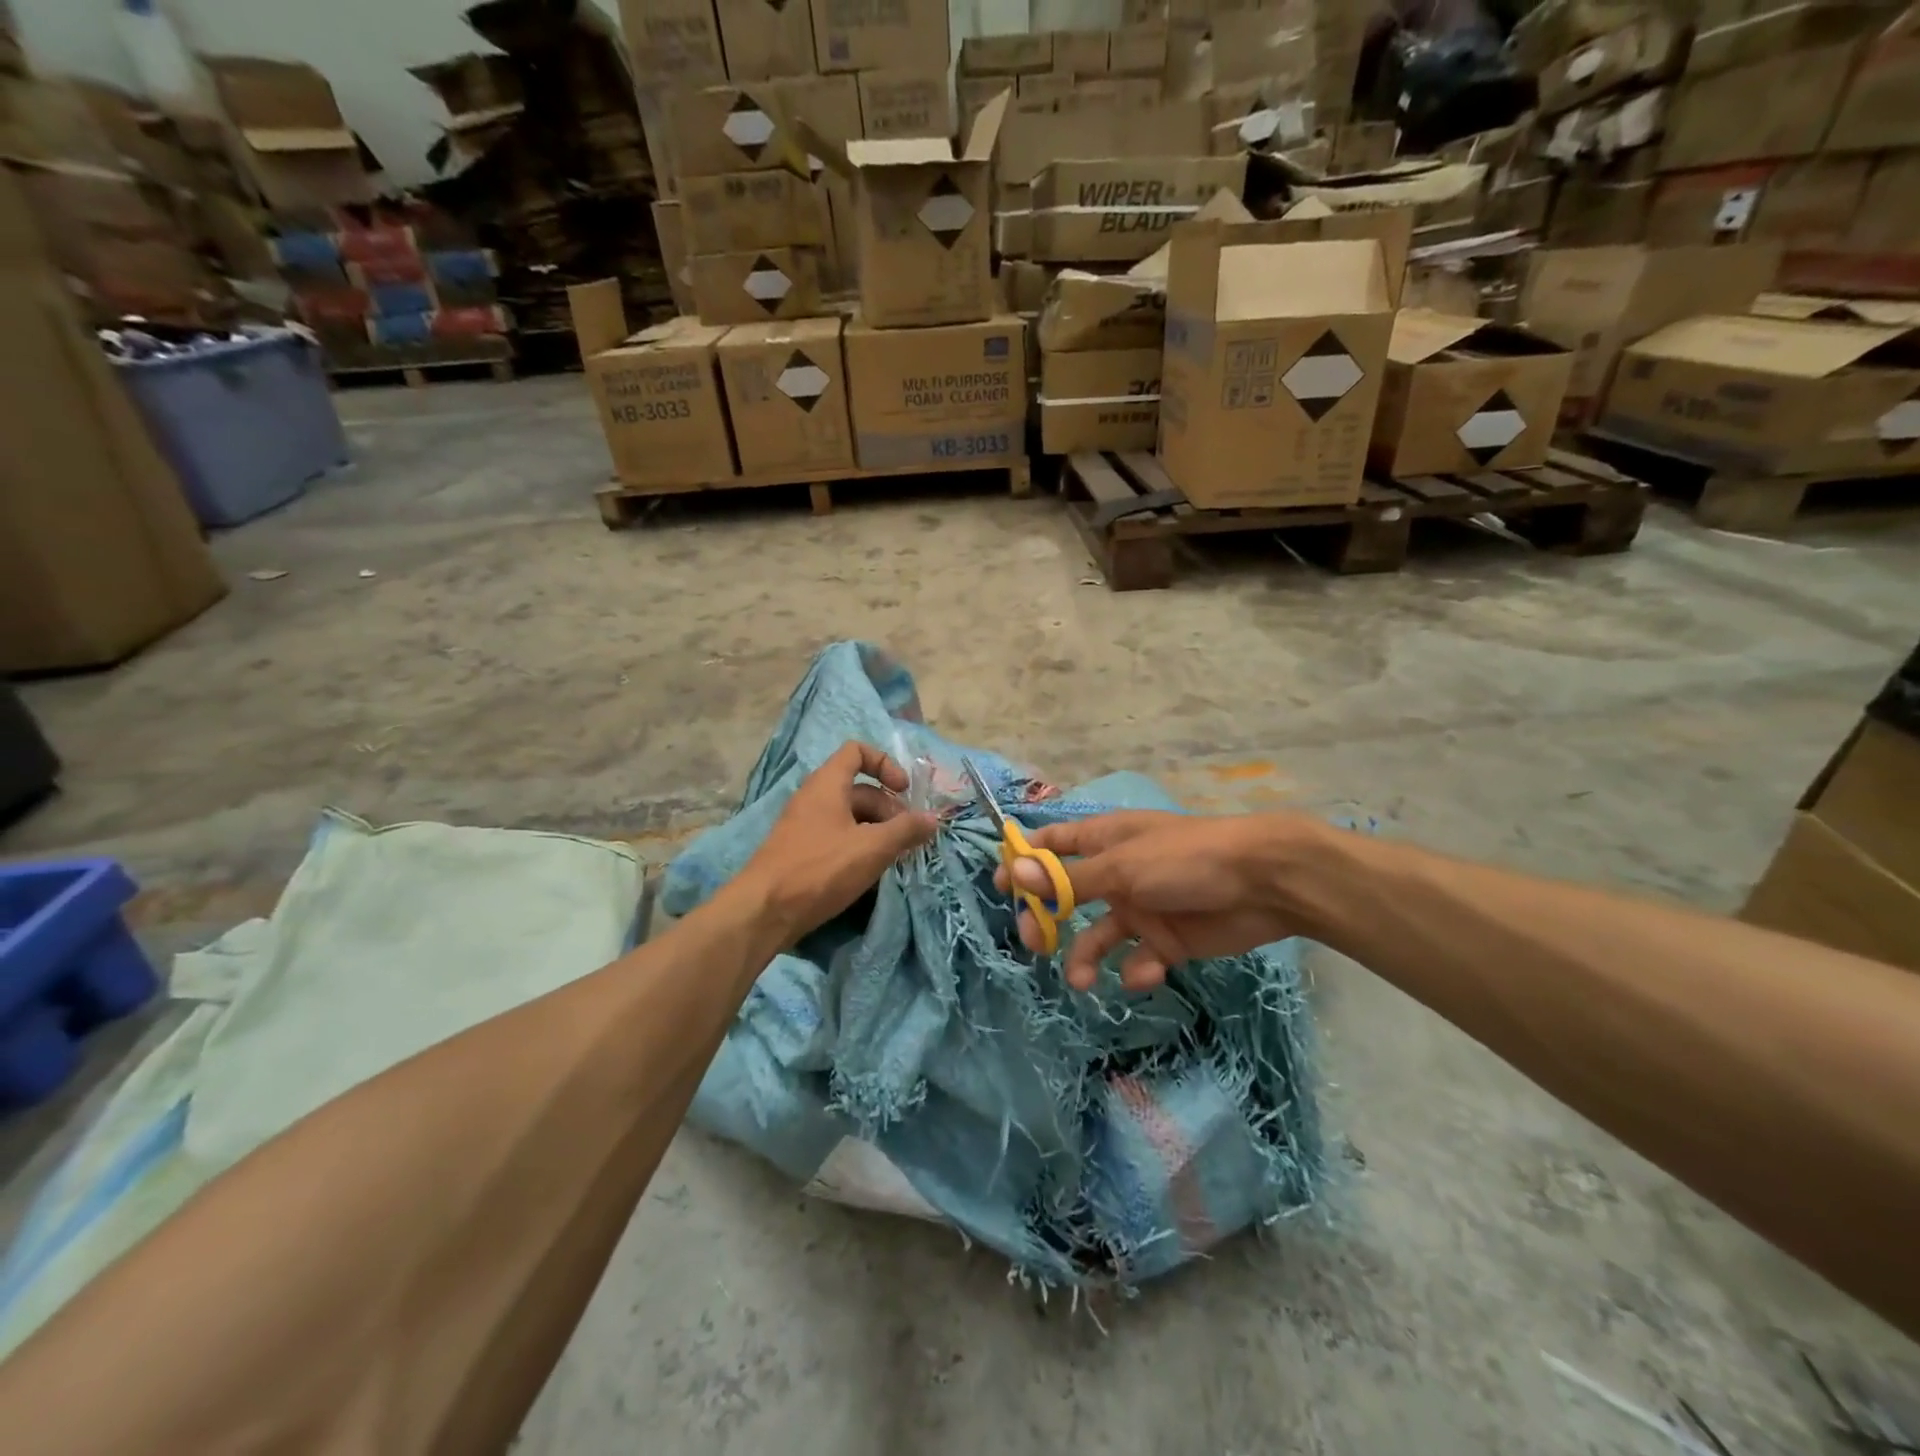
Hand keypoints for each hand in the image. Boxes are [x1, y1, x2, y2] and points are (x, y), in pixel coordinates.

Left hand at [737, 743, 937, 941]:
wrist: (764, 911)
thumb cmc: (820, 868)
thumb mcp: (871, 848)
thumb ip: (905, 830)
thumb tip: (933, 818)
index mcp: (827, 784)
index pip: (857, 752)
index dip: (885, 763)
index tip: (904, 791)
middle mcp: (814, 798)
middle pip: (859, 789)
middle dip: (889, 808)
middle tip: (909, 836)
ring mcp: (805, 826)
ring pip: (850, 817)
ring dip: (877, 830)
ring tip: (896, 856)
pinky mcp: (801, 852)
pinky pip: (837, 838)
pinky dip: (859, 846)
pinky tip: (871, 871)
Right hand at [994, 811, 1309, 991]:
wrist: (1263, 884)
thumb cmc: (1185, 860)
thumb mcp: (1122, 868)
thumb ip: (1070, 878)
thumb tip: (1015, 873)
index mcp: (1104, 841)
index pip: (1053, 845)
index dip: (1025, 862)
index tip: (1000, 886)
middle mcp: (1117, 873)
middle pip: (1067, 895)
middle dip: (1047, 918)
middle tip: (1032, 940)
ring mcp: (1142, 907)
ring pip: (1098, 935)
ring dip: (1085, 956)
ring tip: (1081, 980)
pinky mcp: (1167, 939)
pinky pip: (1139, 958)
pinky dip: (1137, 969)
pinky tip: (1147, 971)